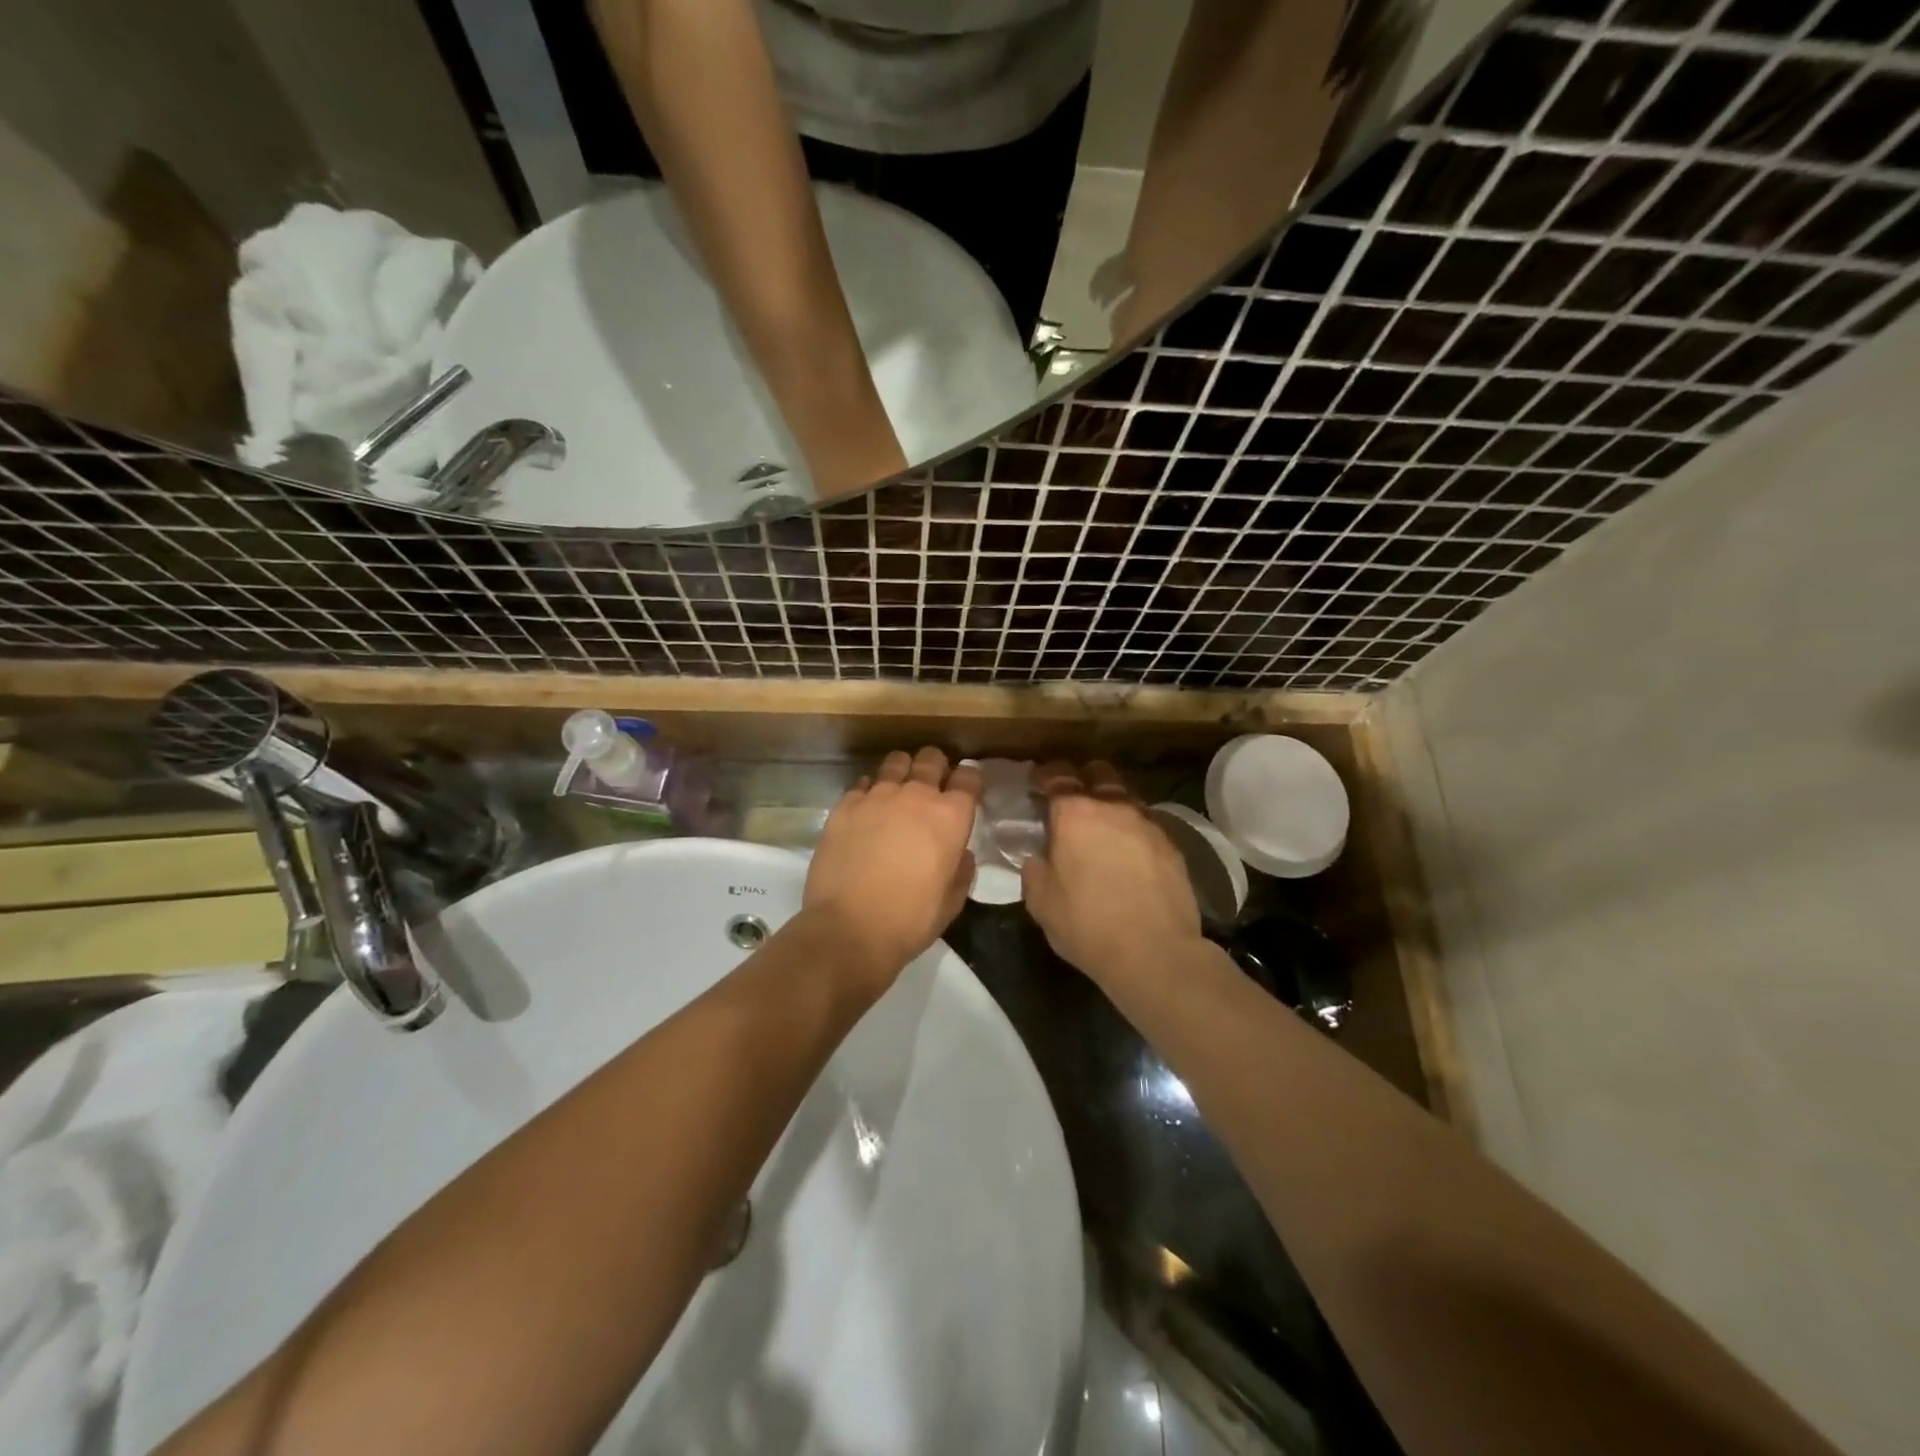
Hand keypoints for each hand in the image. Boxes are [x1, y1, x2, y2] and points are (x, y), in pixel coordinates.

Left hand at [803, 747, 980, 991]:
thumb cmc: (910, 921)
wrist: (849, 929)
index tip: (965, 791)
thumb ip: (961, 868)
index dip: (969, 780)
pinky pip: (863, 783)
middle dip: (936, 767)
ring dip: (902, 772)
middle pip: (931, 758)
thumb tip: (958, 851)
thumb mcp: (952, 901)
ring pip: (895, 762)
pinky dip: (870, 791)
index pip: (969, 777)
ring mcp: (877, 795)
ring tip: (898, 791)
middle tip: (931, 786)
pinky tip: (867, 810)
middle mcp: (916, 795)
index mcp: (950, 817)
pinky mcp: (845, 805)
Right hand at [1021, 761, 1204, 988]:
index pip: (1057, 775)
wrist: (1156, 953)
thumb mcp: (1041, 903)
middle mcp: (1113, 807)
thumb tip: (1038, 858)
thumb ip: (1035, 870)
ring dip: (1110, 804)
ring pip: (1125, 796)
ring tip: (1101, 828)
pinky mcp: (1172, 844)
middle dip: (1082, 779)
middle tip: (1070, 801)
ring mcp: (1147, 823)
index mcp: (1075, 814)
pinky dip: (1132, 829)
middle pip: (1097, 773)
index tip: (1036, 782)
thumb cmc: (1088, 925)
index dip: (1044, 774)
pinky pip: (1146, 823)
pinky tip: (1127, 853)